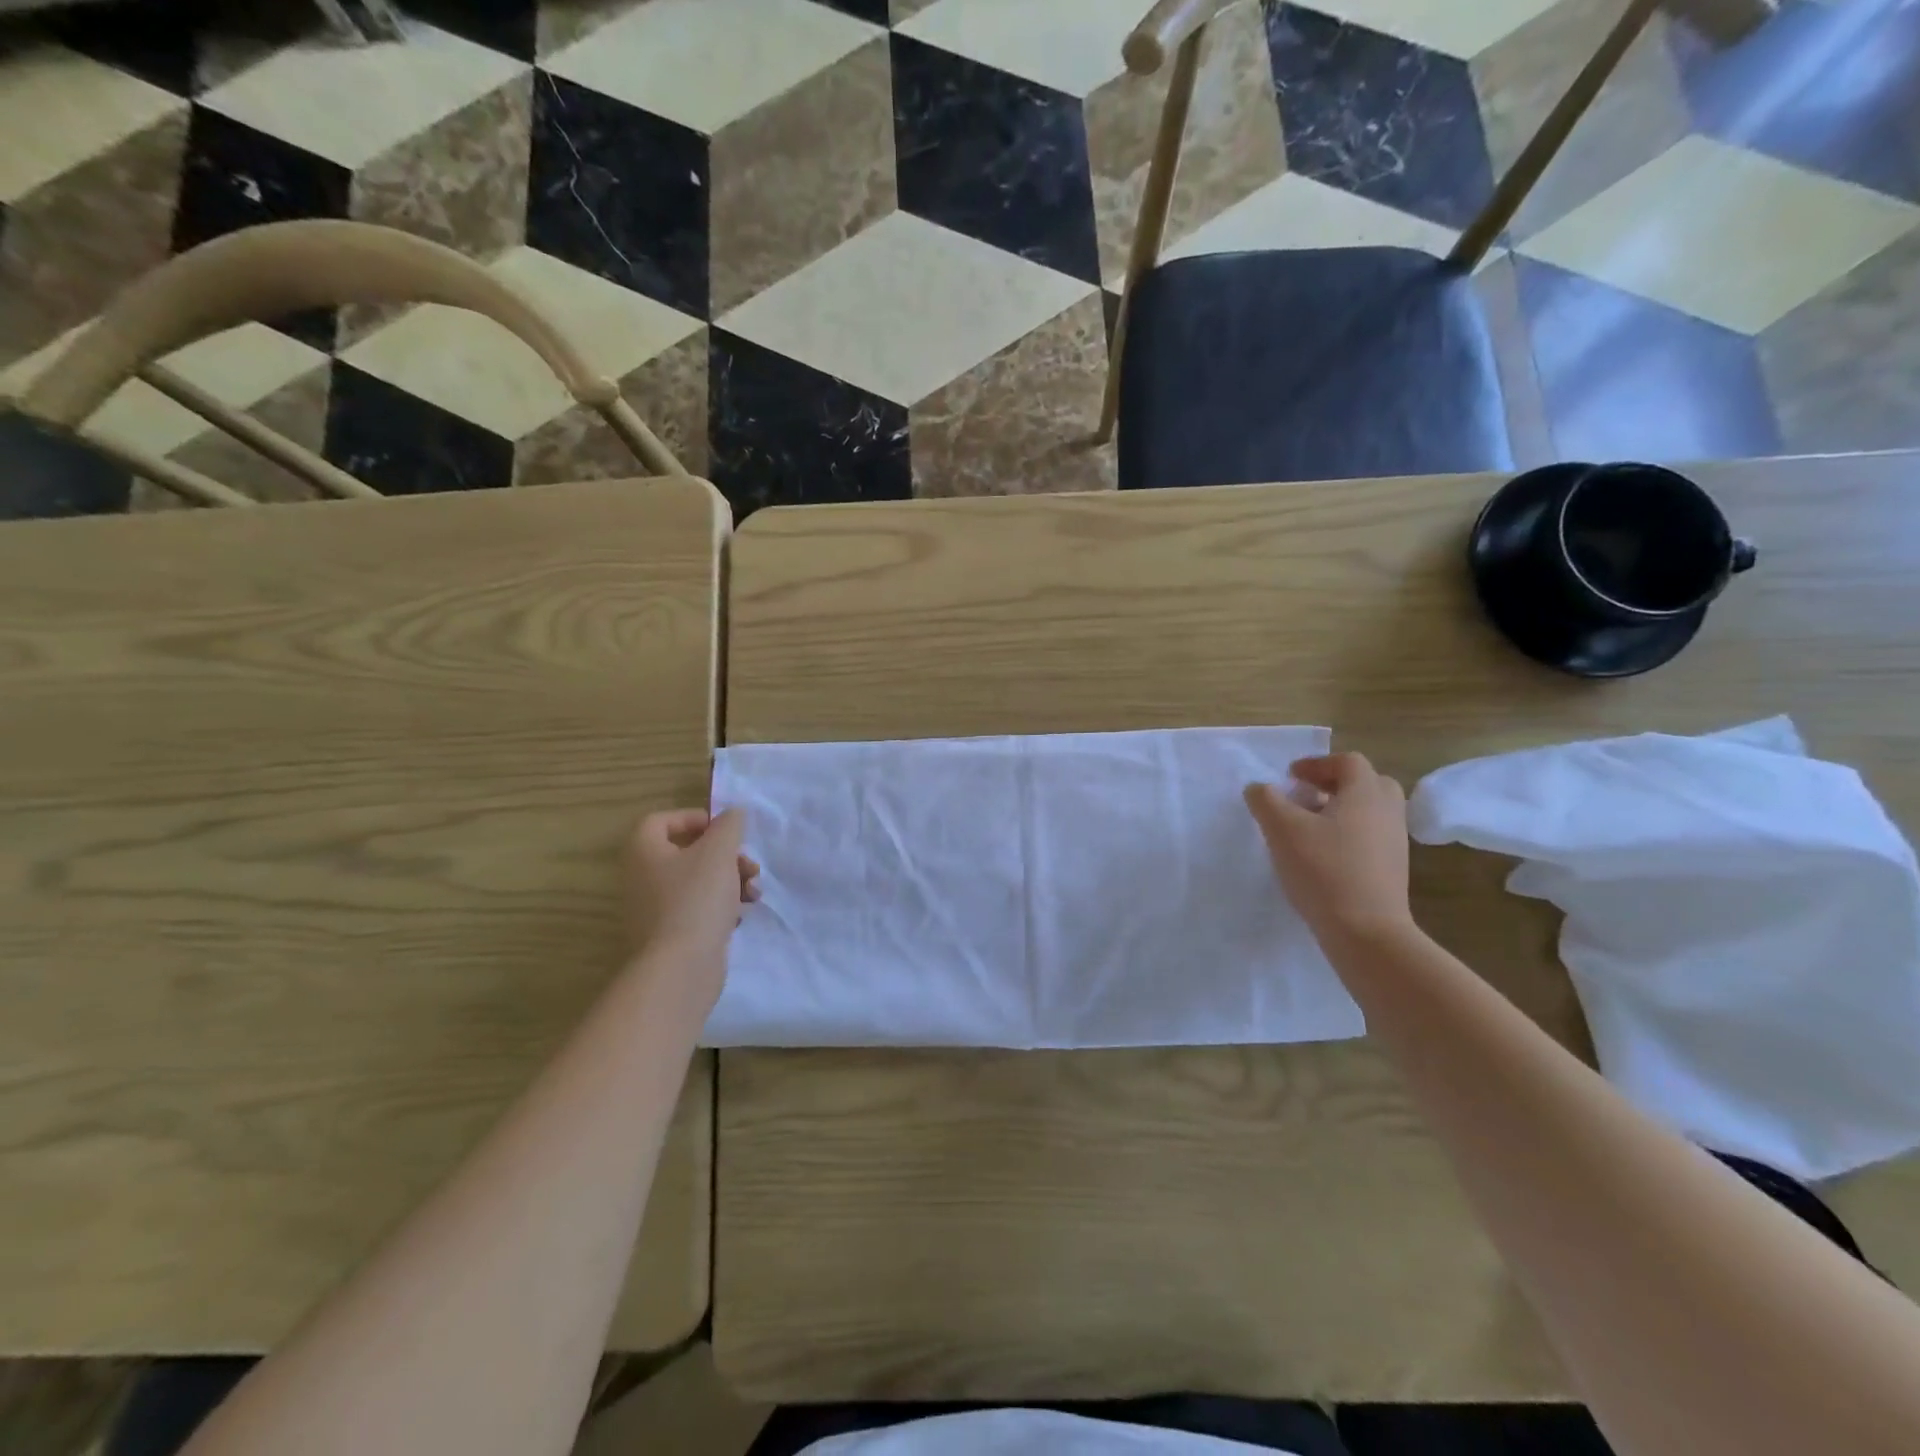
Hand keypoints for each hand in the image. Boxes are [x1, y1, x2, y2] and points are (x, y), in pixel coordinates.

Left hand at [626, 809, 759, 977]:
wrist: (680, 969)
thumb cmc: (696, 899)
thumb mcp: (719, 852)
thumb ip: (729, 825)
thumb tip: (733, 814)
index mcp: (644, 852)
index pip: (661, 821)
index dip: (695, 819)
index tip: (724, 830)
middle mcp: (642, 878)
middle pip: (688, 853)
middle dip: (726, 856)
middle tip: (748, 865)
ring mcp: (655, 910)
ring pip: (698, 882)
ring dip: (730, 881)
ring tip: (753, 892)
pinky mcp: (671, 936)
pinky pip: (698, 909)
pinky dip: (721, 907)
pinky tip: (741, 915)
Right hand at [1245, 753, 1412, 946]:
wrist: (1366, 931)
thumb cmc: (1323, 870)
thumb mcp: (1281, 829)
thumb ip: (1266, 800)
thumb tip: (1259, 788)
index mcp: (1365, 793)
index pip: (1347, 762)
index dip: (1316, 764)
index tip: (1290, 777)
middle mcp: (1387, 812)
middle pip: (1367, 783)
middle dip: (1335, 784)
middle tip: (1305, 797)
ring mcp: (1395, 842)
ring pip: (1370, 812)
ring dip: (1341, 810)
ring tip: (1308, 828)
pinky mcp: (1393, 869)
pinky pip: (1371, 837)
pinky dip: (1349, 835)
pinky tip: (1322, 856)